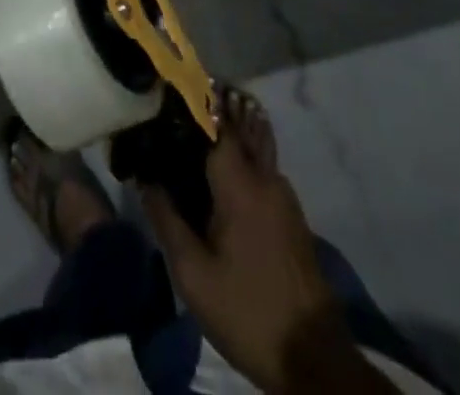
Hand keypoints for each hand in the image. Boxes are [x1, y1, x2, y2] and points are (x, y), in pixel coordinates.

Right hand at [141, 127, 383, 393]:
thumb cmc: (247, 310)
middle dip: (205, 120)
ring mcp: (284, 196)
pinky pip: (259, 174)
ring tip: (187, 151)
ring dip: (222, 145)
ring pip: (249, 152)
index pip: (215, 122)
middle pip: (234, 131)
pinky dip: (237, 167)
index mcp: (241, 182)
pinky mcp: (292, 217)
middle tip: (170, 123)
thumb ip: (166, 220)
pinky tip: (215, 185)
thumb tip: (146, 180)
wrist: (314, 360)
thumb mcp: (193, 274)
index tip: (163, 99)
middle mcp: (266, 177)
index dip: (189, 106)